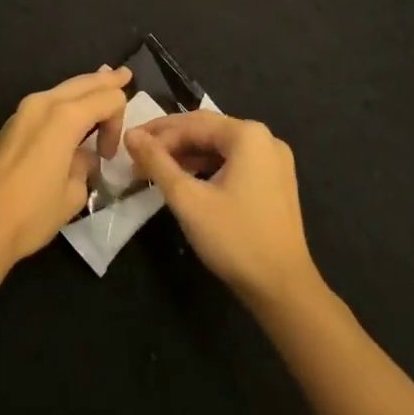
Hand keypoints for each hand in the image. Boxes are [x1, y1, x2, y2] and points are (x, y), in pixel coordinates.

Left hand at [0, 67, 130, 272]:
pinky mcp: (12, 124)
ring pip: (63, 89)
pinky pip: (48, 102)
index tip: (109, 155)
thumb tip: (82, 158)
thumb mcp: (72, 194)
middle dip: (105, 81)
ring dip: (84, 89)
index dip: (118, 122)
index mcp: (64, 117)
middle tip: (124, 75)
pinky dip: (66, 100)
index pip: (107, 98)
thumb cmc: (30, 212)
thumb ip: (85, 167)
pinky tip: (74, 105)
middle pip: (83, 83)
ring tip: (102, 81)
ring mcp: (24, 110)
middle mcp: (44, 103)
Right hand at [126, 111, 320, 308]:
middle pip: (206, 130)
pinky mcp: (275, 181)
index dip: (156, 134)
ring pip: (219, 147)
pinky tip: (185, 179)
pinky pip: (233, 162)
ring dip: (187, 155)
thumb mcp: (188, 199)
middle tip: (137, 153)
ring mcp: (273, 160)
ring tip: (155, 167)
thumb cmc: (234, 239)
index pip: (191, 124)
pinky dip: (207, 167)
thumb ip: (157, 162)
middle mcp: (264, 138)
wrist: (284, 290)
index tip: (129, 146)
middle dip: (170, 141)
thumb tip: (130, 135)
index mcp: (247, 135)